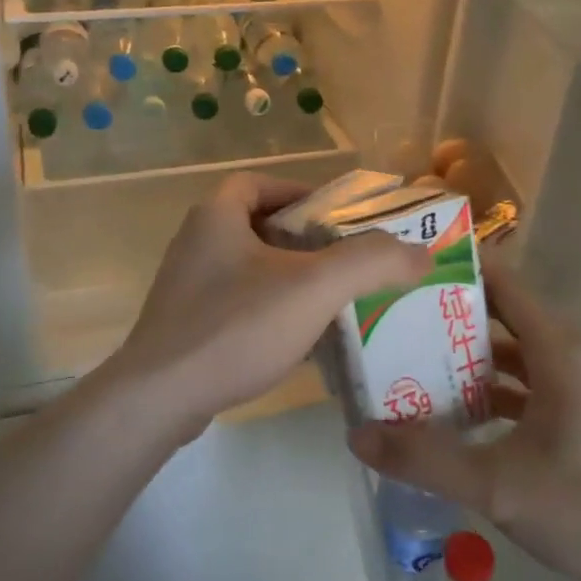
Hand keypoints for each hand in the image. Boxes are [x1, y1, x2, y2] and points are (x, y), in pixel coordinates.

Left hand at [99, 173, 428, 434]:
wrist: (160, 398)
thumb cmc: (236, 327)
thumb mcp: (314, 287)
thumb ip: (371, 262)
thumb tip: (420, 252)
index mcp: (216, 216)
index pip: (261, 183)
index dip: (301, 192)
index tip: (338, 217)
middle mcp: (195, 242)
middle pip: (258, 225)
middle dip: (303, 240)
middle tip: (345, 261)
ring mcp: (185, 286)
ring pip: (249, 268)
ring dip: (288, 277)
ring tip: (331, 300)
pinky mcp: (184, 324)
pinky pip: (236, 303)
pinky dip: (268, 310)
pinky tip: (297, 338)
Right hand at [348, 266, 580, 580]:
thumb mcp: (503, 489)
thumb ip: (428, 461)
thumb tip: (357, 435)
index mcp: (558, 350)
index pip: (500, 280)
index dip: (453, 265)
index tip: (399, 265)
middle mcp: (568, 355)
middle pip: (498, 315)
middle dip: (443, 313)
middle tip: (385, 316)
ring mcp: (577, 387)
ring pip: (509, 355)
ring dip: (462, 356)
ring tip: (403, 359)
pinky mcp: (580, 418)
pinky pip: (522, 386)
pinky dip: (486, 390)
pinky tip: (450, 413)